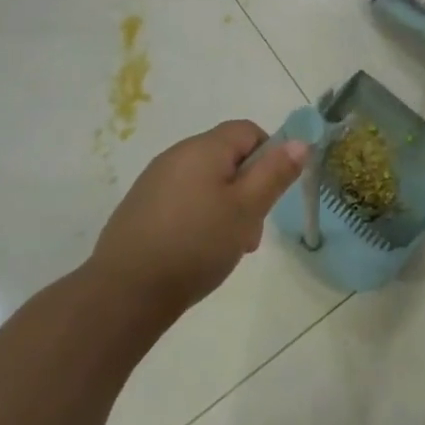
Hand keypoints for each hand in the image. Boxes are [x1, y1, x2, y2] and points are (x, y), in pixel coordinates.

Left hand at [90, 121, 308, 318]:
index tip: (271, 194)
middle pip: (227, 157)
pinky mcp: (140, 207)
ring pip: (206, 182)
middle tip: (251, 230)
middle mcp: (176, 155)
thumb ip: (275, 173)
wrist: (124, 293)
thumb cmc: (196, 245)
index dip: (269, 155)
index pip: (248, 131)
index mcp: (203, 148)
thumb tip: (299, 141)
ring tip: (226, 247)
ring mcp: (154, 182)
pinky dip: (199, 218)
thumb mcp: (247, 210)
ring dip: (226, 207)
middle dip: (248, 189)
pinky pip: (183, 200)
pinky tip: (197, 252)